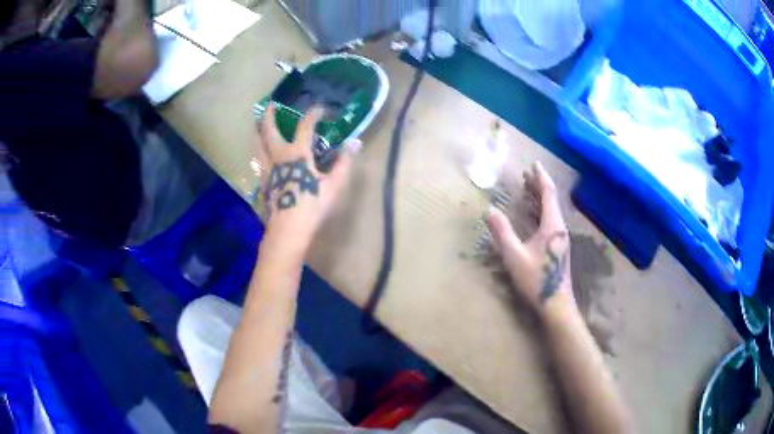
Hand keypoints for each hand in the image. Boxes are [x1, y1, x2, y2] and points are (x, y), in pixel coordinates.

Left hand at [258, 104, 359, 252]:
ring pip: (258, 146)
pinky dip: (259, 154)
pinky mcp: (262, 183)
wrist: (288, 230)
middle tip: (270, 105)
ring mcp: (267, 170)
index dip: (313, 114)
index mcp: (297, 153)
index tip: (320, 109)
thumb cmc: (312, 206)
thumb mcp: (333, 184)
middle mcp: (278, 156)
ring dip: (258, 133)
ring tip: (257, 126)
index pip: (305, 126)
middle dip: (270, 116)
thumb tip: (356, 142)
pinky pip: (258, 163)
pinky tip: (261, 158)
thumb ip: (344, 162)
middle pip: (269, 131)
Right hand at [488, 162, 575, 318]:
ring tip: (528, 189)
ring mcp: (560, 238)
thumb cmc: (537, 280)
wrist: (556, 305)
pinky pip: (550, 220)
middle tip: (526, 175)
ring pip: (551, 210)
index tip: (534, 163)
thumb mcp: (515, 256)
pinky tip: (533, 215)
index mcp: (552, 225)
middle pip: (551, 200)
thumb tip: (491, 210)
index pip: (548, 193)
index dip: (540, 177)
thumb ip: (503, 232)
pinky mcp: (558, 247)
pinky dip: (541, 211)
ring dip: (540, 198)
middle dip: (539, 185)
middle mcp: (559, 228)